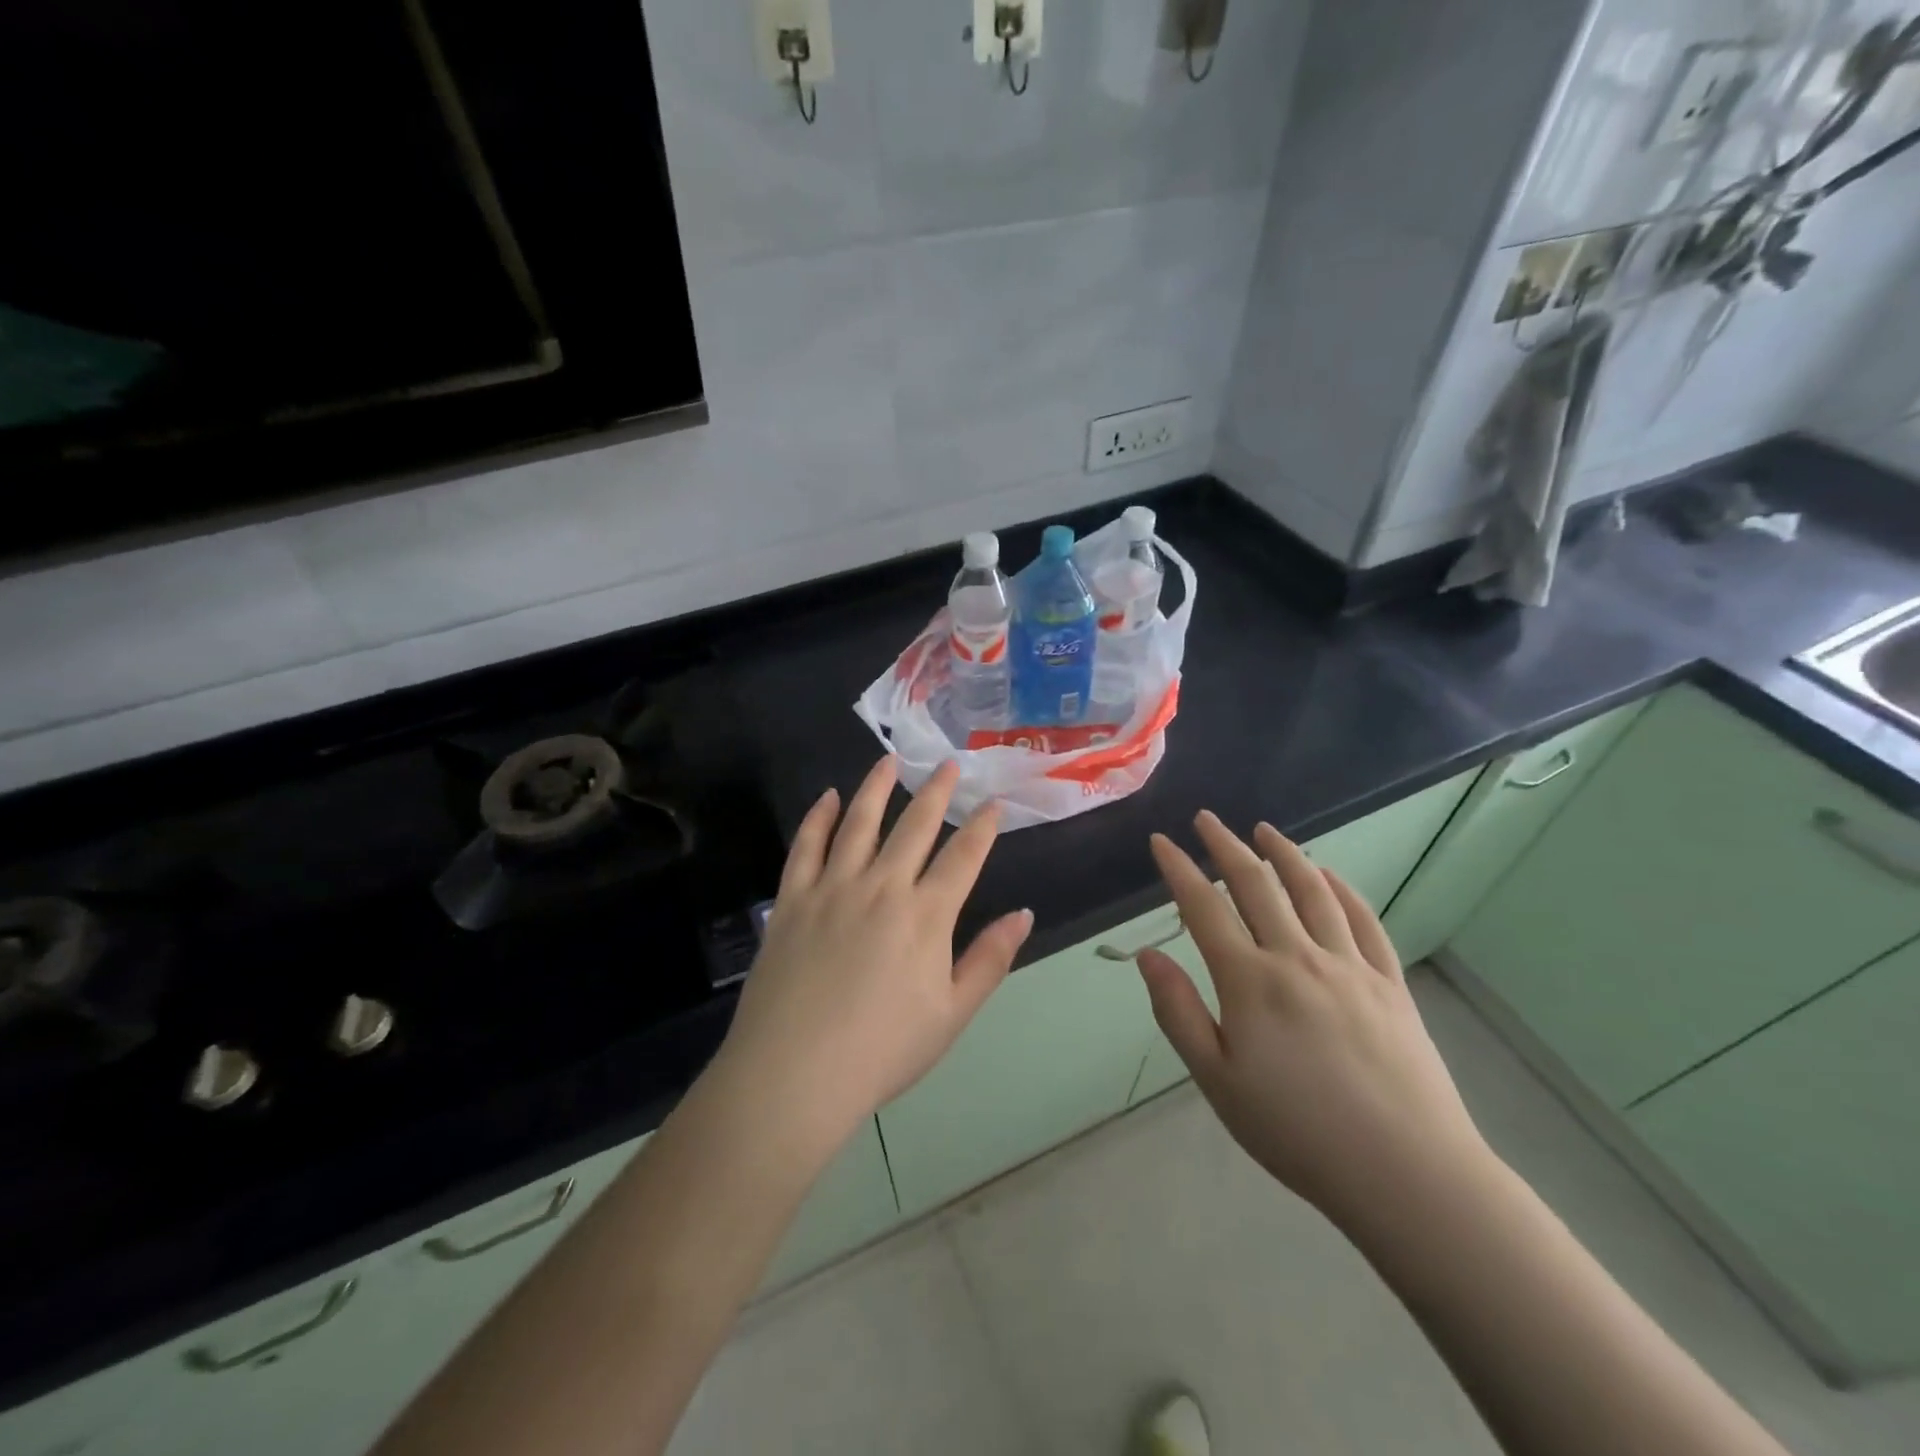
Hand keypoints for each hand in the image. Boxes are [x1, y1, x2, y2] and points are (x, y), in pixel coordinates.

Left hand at [714, 757, 1031, 1152]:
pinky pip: (807, 845)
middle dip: (936, 791)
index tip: (993, 802)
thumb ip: (989, 959)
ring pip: (859, 822)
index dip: (982, 826)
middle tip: (947, 763)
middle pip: (915, 826)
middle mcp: (882, 887)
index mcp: (926, 915)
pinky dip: (819, 817)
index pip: (963, 856)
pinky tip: (828, 797)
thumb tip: (1024, 914)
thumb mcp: (952, 1015)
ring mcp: (833, 888)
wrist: (794, 1075)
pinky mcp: (793, 899)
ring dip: (877, 787)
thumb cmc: (882, 1051)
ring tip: (889, 761)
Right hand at [1138, 811, 1491, 1231]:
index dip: (1178, 869)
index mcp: (1249, 981)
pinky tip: (1328, 874)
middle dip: (1226, 846)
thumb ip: (1178, 1012)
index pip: (1203, 907)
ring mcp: (1349, 966)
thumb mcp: (1217, 1080)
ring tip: (1264, 830)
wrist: (1406, 1173)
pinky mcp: (1389, 983)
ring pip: (1311, 891)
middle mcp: (1297, 957)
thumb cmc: (1296, 1131)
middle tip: (1207, 819)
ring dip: (1284, 853)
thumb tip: (1147, 955)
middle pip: (1256, 885)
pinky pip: (1362, 920)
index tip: (1161, 842)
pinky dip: (1341, 888)